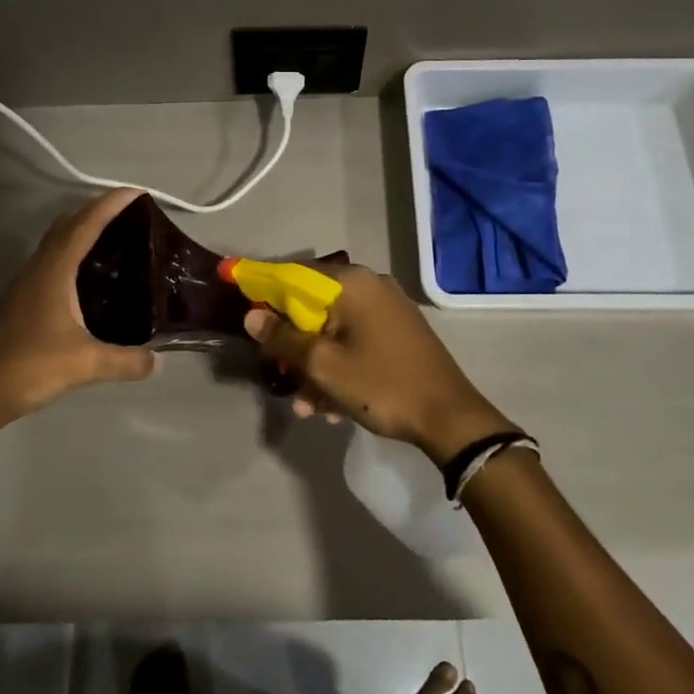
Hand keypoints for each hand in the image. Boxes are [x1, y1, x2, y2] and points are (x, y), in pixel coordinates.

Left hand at [0, 189, 157, 424]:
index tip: (138, 192)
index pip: (86, 224)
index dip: (111, 204)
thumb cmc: (30, 366)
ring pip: (58, 242)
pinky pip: (54, 262)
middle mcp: (39, 268)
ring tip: (116, 238)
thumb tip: (158, 361)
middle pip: (68, 224)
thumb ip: (126, 360)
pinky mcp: (23, 300)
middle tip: (131, 213)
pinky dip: (74, 254)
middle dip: (97, 210)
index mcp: (54, 270)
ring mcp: (28, 283)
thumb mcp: (86, 364)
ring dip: (83, 230)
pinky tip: (91, 278)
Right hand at [243, 264, 517, 463]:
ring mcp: (388, 310)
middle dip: (294, 346)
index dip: (265, 289)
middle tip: (281, 377)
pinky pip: (356, 342)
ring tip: (308, 408)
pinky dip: (340, 368)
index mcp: (352, 283)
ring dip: (315, 367)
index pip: (295, 275)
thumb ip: (284, 338)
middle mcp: (371, 287)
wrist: (450, 418)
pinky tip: (332, 408)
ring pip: (334, 331)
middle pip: (314, 307)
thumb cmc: (381, 384)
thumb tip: (252, 316)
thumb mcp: (323, 365)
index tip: (243, 304)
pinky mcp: (399, 333)